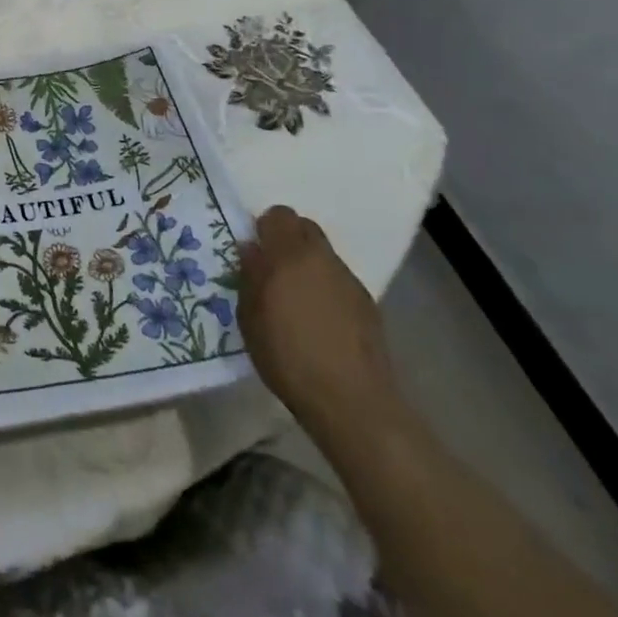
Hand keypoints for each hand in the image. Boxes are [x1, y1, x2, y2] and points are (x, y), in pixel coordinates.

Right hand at [238, 206, 405, 452]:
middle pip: (305, 228)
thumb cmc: (288, 356)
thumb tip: (252, 249)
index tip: (256, 251)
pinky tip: (321, 322)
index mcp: (290, 254)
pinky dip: (327, 289)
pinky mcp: (368, 304)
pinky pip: (339, 281)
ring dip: (308, 265)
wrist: (352, 401)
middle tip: (274, 270)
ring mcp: (349, 280)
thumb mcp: (250, 317)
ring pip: (324, 255)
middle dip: (288, 240)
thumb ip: (250, 276)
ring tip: (298, 301)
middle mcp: (322, 258)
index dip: (265, 228)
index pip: (279, 215)